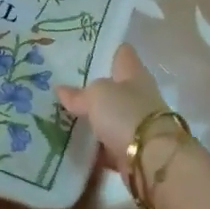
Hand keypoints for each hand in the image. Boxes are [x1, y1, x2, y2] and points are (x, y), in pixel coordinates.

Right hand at [55, 44, 169, 175]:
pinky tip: (68, 142)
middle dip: (88, 86)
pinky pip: (104, 144)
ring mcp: (134, 124)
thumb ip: (78, 93)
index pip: (121, 53)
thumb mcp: (97, 96)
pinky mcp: (129, 150)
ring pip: (106, 116)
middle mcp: (137, 96)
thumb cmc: (127, 114)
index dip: (104, 48)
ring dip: (88, 117)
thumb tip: (61, 90)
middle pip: (111, 86)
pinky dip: (90, 145)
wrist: (153, 161)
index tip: (81, 48)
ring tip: (56, 112)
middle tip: (58, 81)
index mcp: (133, 74)